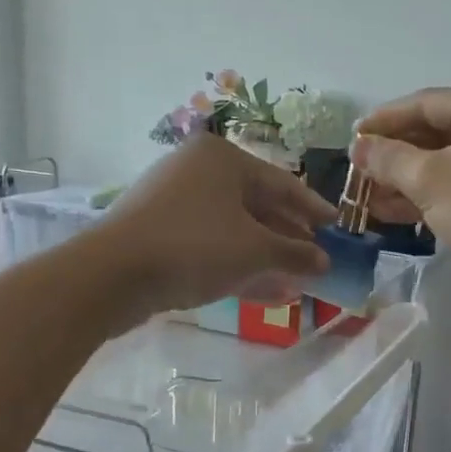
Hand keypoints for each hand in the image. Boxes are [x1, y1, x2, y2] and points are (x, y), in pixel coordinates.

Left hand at [93, 134, 334, 322]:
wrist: (113, 274)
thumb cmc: (195, 246)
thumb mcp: (255, 250)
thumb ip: (295, 253)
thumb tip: (325, 261)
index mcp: (222, 159)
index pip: (282, 184)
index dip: (313, 209)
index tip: (337, 227)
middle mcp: (198, 171)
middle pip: (257, 206)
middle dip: (289, 238)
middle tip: (317, 260)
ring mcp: (176, 203)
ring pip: (235, 229)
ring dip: (267, 257)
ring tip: (297, 282)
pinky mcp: (160, 233)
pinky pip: (211, 245)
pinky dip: (239, 265)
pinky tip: (268, 292)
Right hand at [352, 84, 450, 289]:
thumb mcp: (430, 179)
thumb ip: (389, 158)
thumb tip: (359, 146)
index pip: (427, 103)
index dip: (384, 121)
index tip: (352, 140)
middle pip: (441, 133)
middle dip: (397, 157)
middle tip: (360, 175)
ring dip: (411, 181)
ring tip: (370, 200)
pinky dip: (437, 196)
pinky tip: (401, 214)